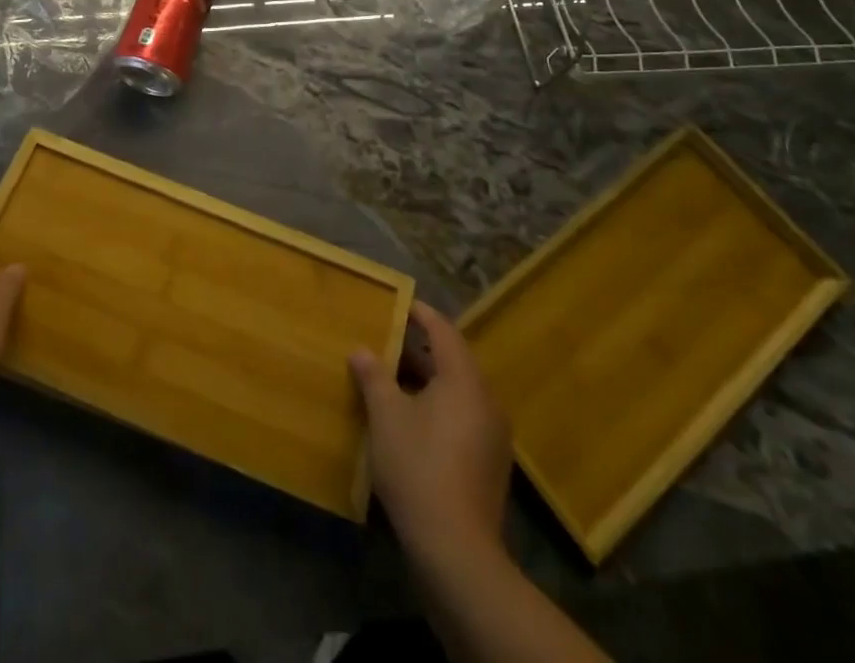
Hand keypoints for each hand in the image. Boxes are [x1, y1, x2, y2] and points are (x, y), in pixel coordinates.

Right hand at [350, 300, 511, 563]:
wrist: (457, 551)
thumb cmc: (419, 467)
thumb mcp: (386, 415)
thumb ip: (374, 376)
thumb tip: (361, 350)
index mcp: (464, 380)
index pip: (443, 331)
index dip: (420, 314)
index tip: (398, 304)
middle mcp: (486, 401)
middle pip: (452, 361)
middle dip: (418, 350)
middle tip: (386, 342)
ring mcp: (493, 435)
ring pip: (457, 392)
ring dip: (426, 381)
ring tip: (391, 380)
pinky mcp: (489, 464)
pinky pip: (462, 418)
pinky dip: (437, 408)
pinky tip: (410, 421)